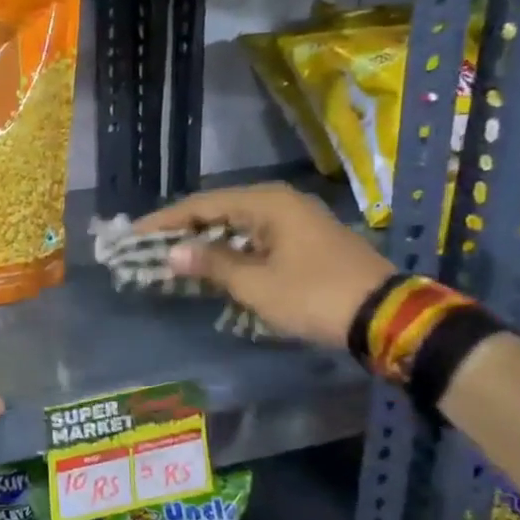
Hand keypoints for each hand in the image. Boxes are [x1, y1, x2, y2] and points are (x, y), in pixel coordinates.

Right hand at [133, 184, 394, 350]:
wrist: (386, 316)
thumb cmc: (314, 295)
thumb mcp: (256, 284)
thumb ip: (211, 264)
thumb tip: (172, 253)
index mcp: (266, 203)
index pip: (201, 205)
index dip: (165, 221)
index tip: (133, 235)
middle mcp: (280, 203)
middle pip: (218, 211)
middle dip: (183, 230)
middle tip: (148, 246)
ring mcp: (296, 221)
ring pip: (237, 225)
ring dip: (206, 242)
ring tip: (173, 257)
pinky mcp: (305, 241)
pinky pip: (255, 238)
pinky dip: (230, 251)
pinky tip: (212, 266)